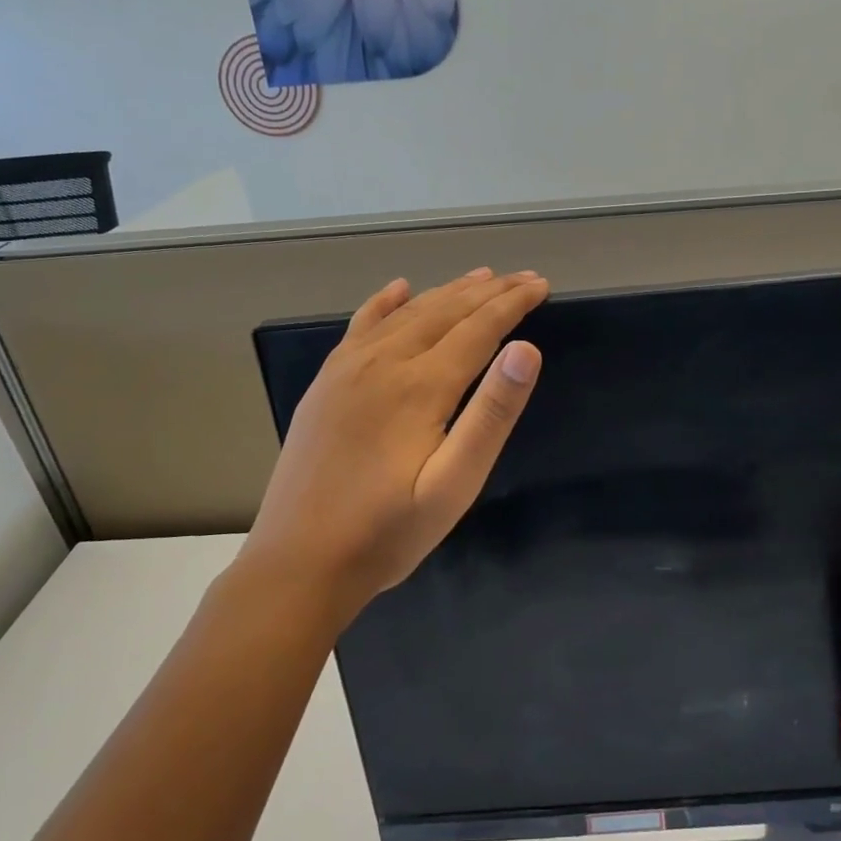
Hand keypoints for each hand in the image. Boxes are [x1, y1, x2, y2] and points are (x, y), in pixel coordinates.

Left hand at [237, 268, 548, 613]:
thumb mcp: (453, 485)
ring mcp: (347, 370)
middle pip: (444, 312)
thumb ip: (491, 415)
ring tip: (481, 278)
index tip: (542, 285)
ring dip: (447, 292)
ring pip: (406, 314)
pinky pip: (359, 326)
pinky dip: (384, 303)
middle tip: (524, 277)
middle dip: (489, 291)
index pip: (478, 328)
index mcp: (419, 386)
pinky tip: (398, 289)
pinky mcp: (325, 384)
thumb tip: (526, 350)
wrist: (298, 564)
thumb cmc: (387, 533)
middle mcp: (382, 363)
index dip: (513, 304)